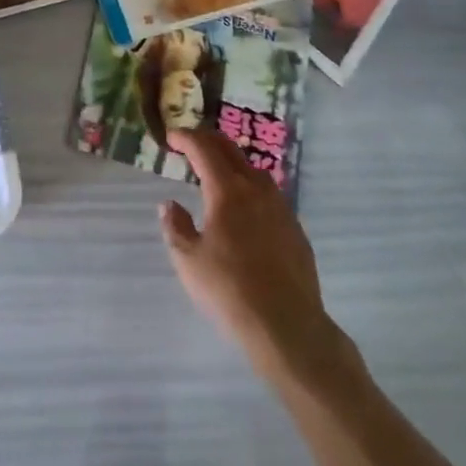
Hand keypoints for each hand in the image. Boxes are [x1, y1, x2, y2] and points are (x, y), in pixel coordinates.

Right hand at [161, 127, 354, 383]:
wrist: (289, 328)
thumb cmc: (231, 291)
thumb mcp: (189, 262)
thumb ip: (176, 227)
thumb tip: (170, 205)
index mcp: (226, 190)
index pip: (203, 149)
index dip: (185, 137)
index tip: (171, 137)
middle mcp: (256, 188)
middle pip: (230, 150)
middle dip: (208, 141)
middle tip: (190, 144)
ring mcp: (280, 207)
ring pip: (252, 170)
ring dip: (231, 163)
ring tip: (216, 174)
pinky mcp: (295, 228)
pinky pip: (268, 194)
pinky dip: (250, 188)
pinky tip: (245, 209)